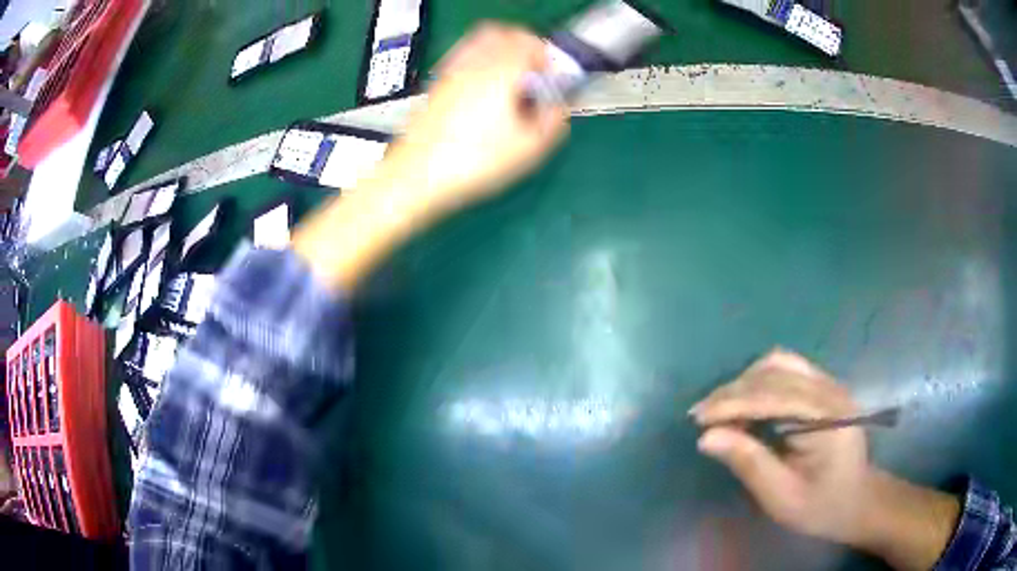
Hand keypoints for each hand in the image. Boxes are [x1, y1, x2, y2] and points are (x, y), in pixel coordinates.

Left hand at [384, 22, 568, 209]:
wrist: (419, 174)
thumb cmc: (476, 161)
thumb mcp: (528, 149)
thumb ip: (552, 121)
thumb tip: (557, 108)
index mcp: (503, 71)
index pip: (528, 42)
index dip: (544, 55)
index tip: (549, 75)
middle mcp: (476, 62)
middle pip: (502, 33)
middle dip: (522, 45)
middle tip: (531, 69)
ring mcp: (452, 71)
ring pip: (479, 41)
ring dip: (499, 50)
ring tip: (507, 77)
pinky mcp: (437, 85)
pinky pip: (461, 58)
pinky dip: (477, 62)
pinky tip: (481, 88)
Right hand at [691, 350, 872, 545]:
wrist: (858, 500)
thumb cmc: (822, 506)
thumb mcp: (782, 496)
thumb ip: (749, 463)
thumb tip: (707, 438)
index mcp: (827, 416)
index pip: (773, 396)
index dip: (732, 403)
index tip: (697, 419)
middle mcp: (830, 389)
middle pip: (775, 372)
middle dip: (734, 391)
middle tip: (702, 416)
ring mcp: (830, 384)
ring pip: (780, 362)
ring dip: (746, 381)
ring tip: (722, 408)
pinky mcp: (825, 387)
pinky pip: (788, 369)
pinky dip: (760, 381)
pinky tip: (747, 402)